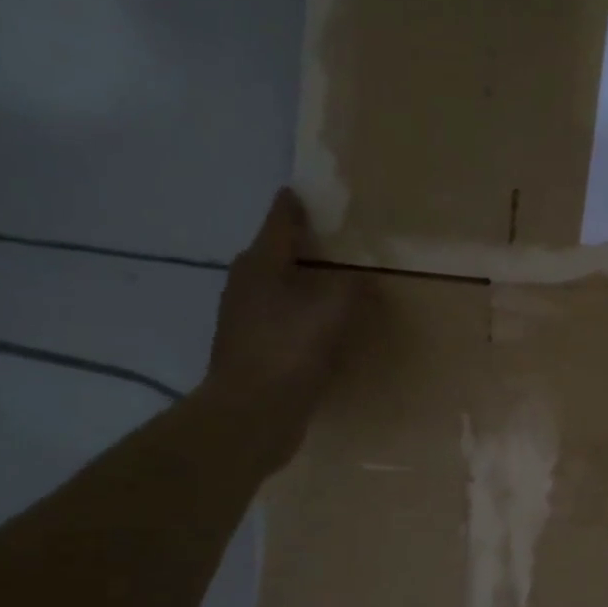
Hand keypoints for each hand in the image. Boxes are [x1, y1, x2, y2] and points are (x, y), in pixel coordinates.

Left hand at [202, 188, 358, 462]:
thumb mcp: (333, 311)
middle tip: (339, 242)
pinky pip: (282, 319)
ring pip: (279, 287)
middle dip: (304, 245)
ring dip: (304, 283)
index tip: (312, 192)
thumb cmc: (289, 351)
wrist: (252, 414)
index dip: (297, 204)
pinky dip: (301, 315)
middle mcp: (246, 284)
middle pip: (277, 252)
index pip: (281, 219)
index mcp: (260, 263)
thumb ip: (352, 286)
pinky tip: (322, 327)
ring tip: (336, 284)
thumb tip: (363, 278)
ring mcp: (244, 318)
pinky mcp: (251, 349)